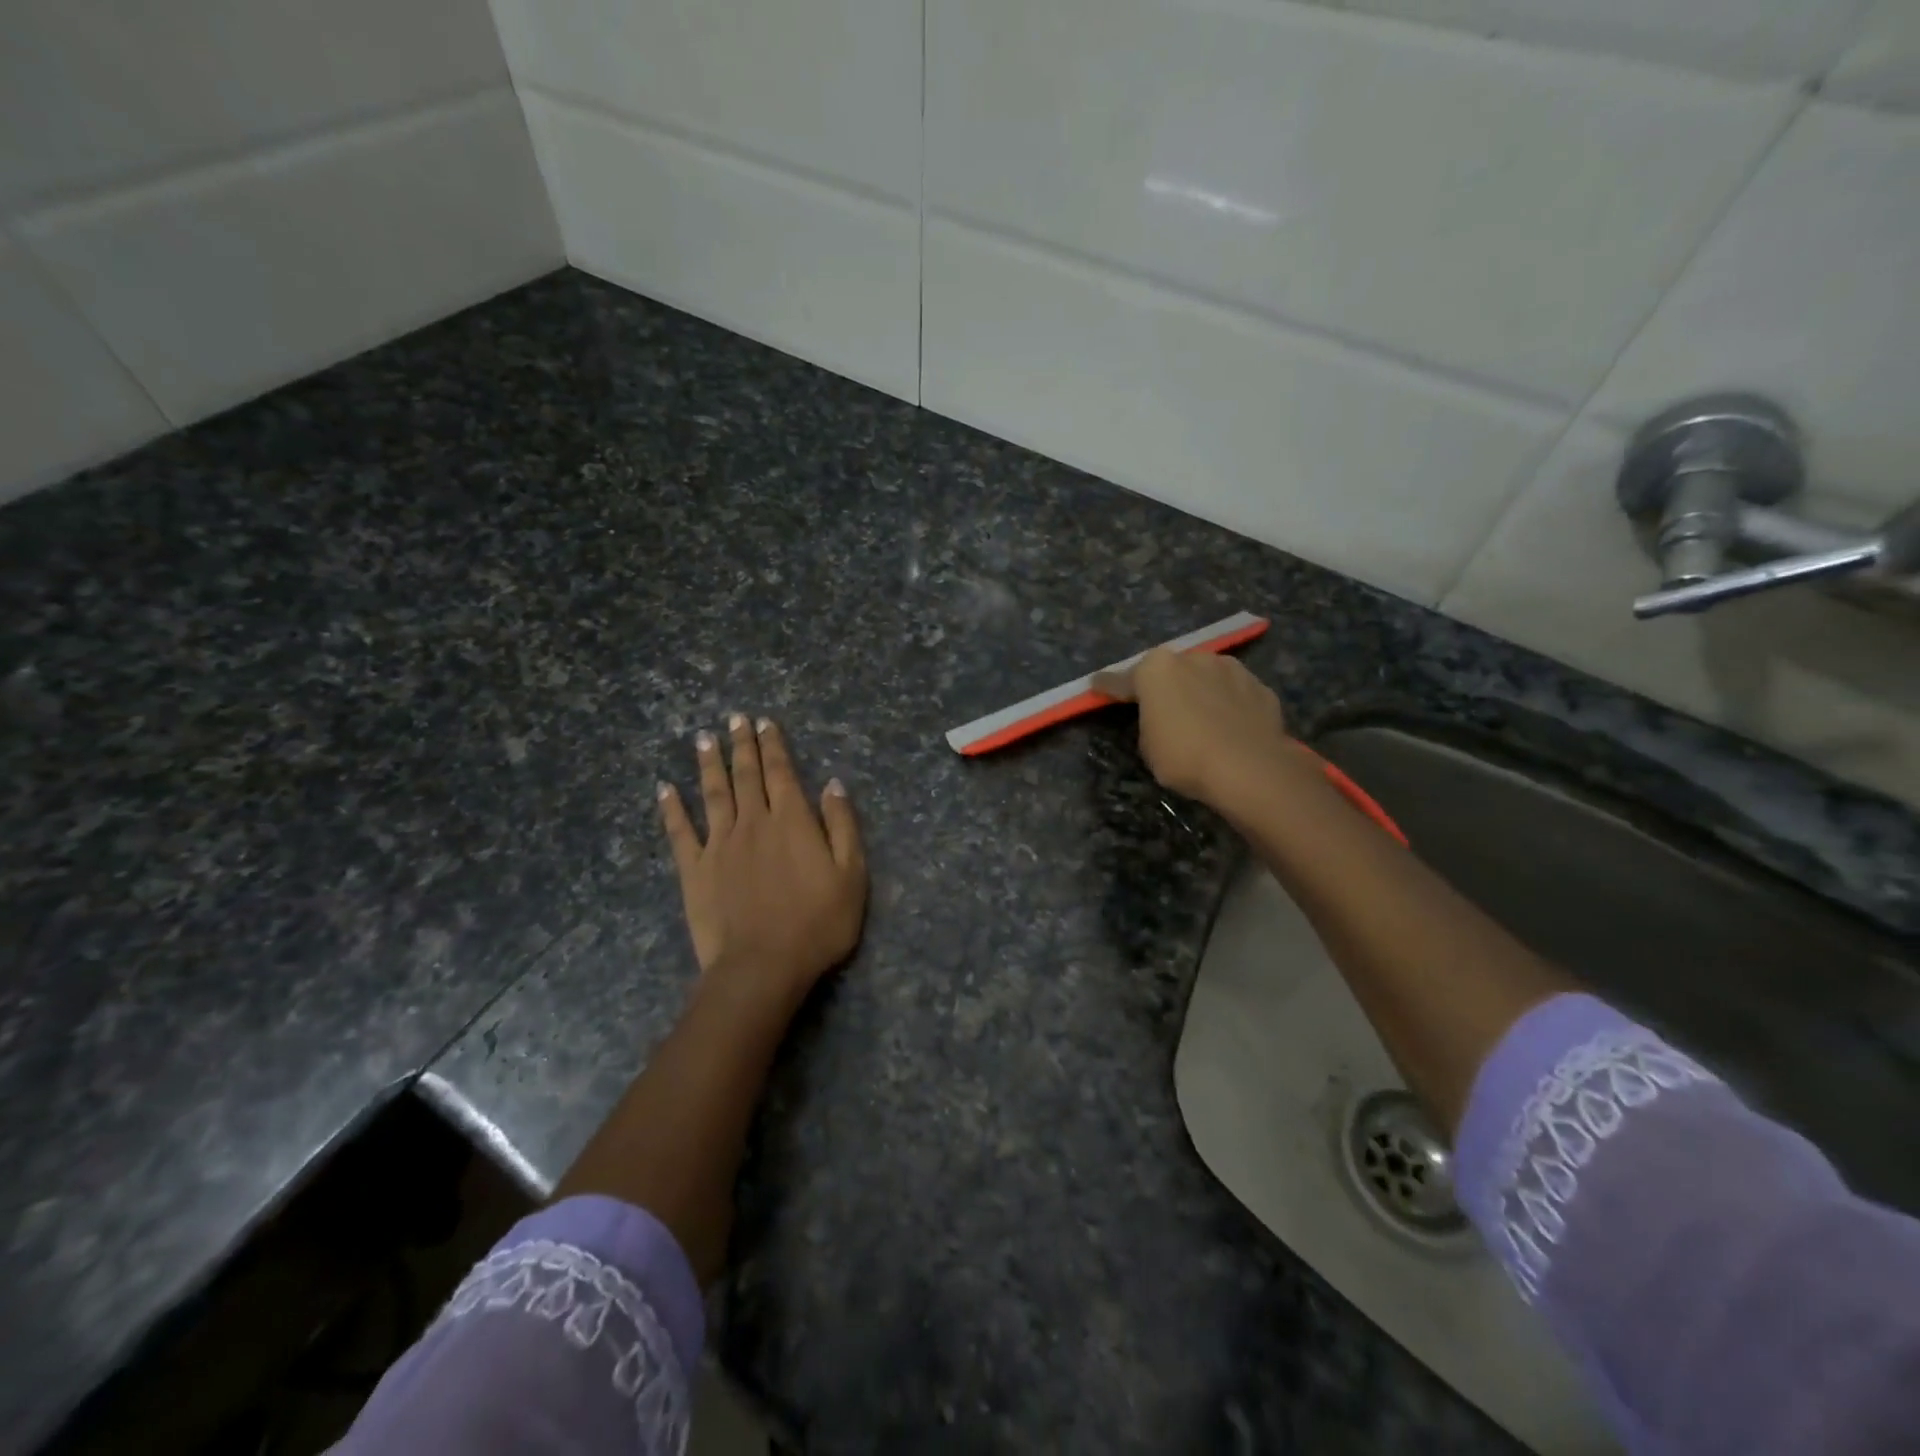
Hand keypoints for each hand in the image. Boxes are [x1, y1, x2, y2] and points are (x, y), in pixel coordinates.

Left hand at [658, 715, 867, 1007]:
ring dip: (708, 764)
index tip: (764, 722)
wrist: (763, 965)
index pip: (781, 772)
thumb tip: (832, 784)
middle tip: (735, 718)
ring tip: (703, 739)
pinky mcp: (694, 870)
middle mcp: (753, 822)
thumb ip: (842, 825)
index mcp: (791, 820)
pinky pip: (679, 832)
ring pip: (713, 794)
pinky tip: (664, 790)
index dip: (773, 745)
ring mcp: (719, 844)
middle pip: (746, 775)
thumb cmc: (818, 923)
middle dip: (741, 744)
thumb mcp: (851, 874)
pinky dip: (671, 809)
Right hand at [1095, 648, 1294, 807]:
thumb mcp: (1148, 746)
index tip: (1097, 685)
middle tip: (1159, 708)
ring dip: (1198, 691)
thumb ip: (1149, 722)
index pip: (1122, 679)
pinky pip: (1234, 694)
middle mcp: (1192, 659)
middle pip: (1169, 671)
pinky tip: (1229, 726)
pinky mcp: (1260, 687)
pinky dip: (1228, 705)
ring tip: (1200, 717)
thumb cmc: (1185, 756)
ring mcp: (1231, 669)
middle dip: (1163, 686)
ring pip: (1205, 677)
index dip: (1108, 686)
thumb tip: (1163, 718)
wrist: (1250, 769)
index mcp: (1156, 670)